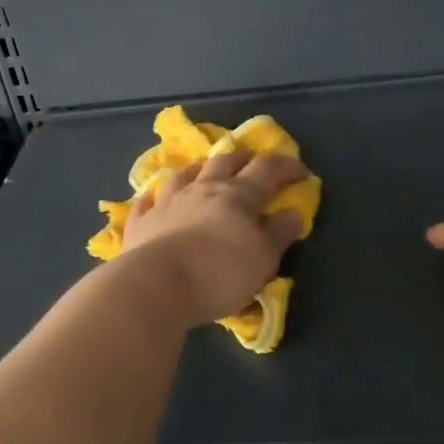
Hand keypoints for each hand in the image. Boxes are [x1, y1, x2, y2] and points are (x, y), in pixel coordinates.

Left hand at [121, 150, 306, 326]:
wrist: (156, 285)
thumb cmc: (219, 274)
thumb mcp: (263, 260)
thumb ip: (278, 234)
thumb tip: (293, 212)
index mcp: (238, 195)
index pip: (267, 169)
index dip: (286, 166)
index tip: (301, 172)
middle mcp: (202, 188)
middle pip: (225, 161)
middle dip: (243, 158)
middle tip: (253, 163)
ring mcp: (168, 200)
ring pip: (186, 173)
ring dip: (200, 168)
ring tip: (206, 171)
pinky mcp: (142, 220)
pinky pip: (148, 200)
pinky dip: (156, 196)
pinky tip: (155, 198)